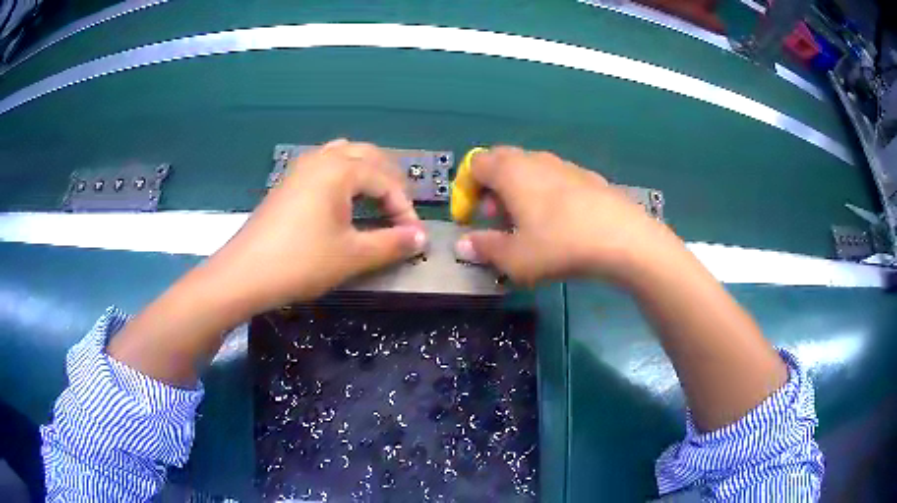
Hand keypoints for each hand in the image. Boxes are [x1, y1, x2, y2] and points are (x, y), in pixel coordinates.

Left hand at [205, 139, 425, 313]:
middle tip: (400, 211)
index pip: (386, 180)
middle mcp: (322, 158)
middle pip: (368, 155)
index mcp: (340, 169)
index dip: (405, 207)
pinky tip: (343, 199)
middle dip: (390, 181)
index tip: (413, 236)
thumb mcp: (352, 255)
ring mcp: (301, 167)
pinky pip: (325, 165)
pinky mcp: (288, 181)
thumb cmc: (301, 262)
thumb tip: (421, 238)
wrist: (245, 274)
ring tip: (376, 200)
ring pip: (344, 155)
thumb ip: (391, 243)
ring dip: (367, 173)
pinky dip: (344, 175)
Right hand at [454, 146, 672, 285]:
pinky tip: (560, 223)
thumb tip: (463, 245)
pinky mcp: (589, 177)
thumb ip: (485, 248)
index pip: (476, 164)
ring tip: (527, 225)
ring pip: (530, 170)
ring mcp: (565, 165)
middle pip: (502, 163)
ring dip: (519, 192)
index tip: (470, 218)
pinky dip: (546, 194)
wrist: (624, 239)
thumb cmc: (560, 245)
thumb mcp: (515, 258)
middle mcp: (536, 159)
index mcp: (511, 171)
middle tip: (497, 219)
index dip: (466, 190)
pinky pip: (555, 179)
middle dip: (492, 189)